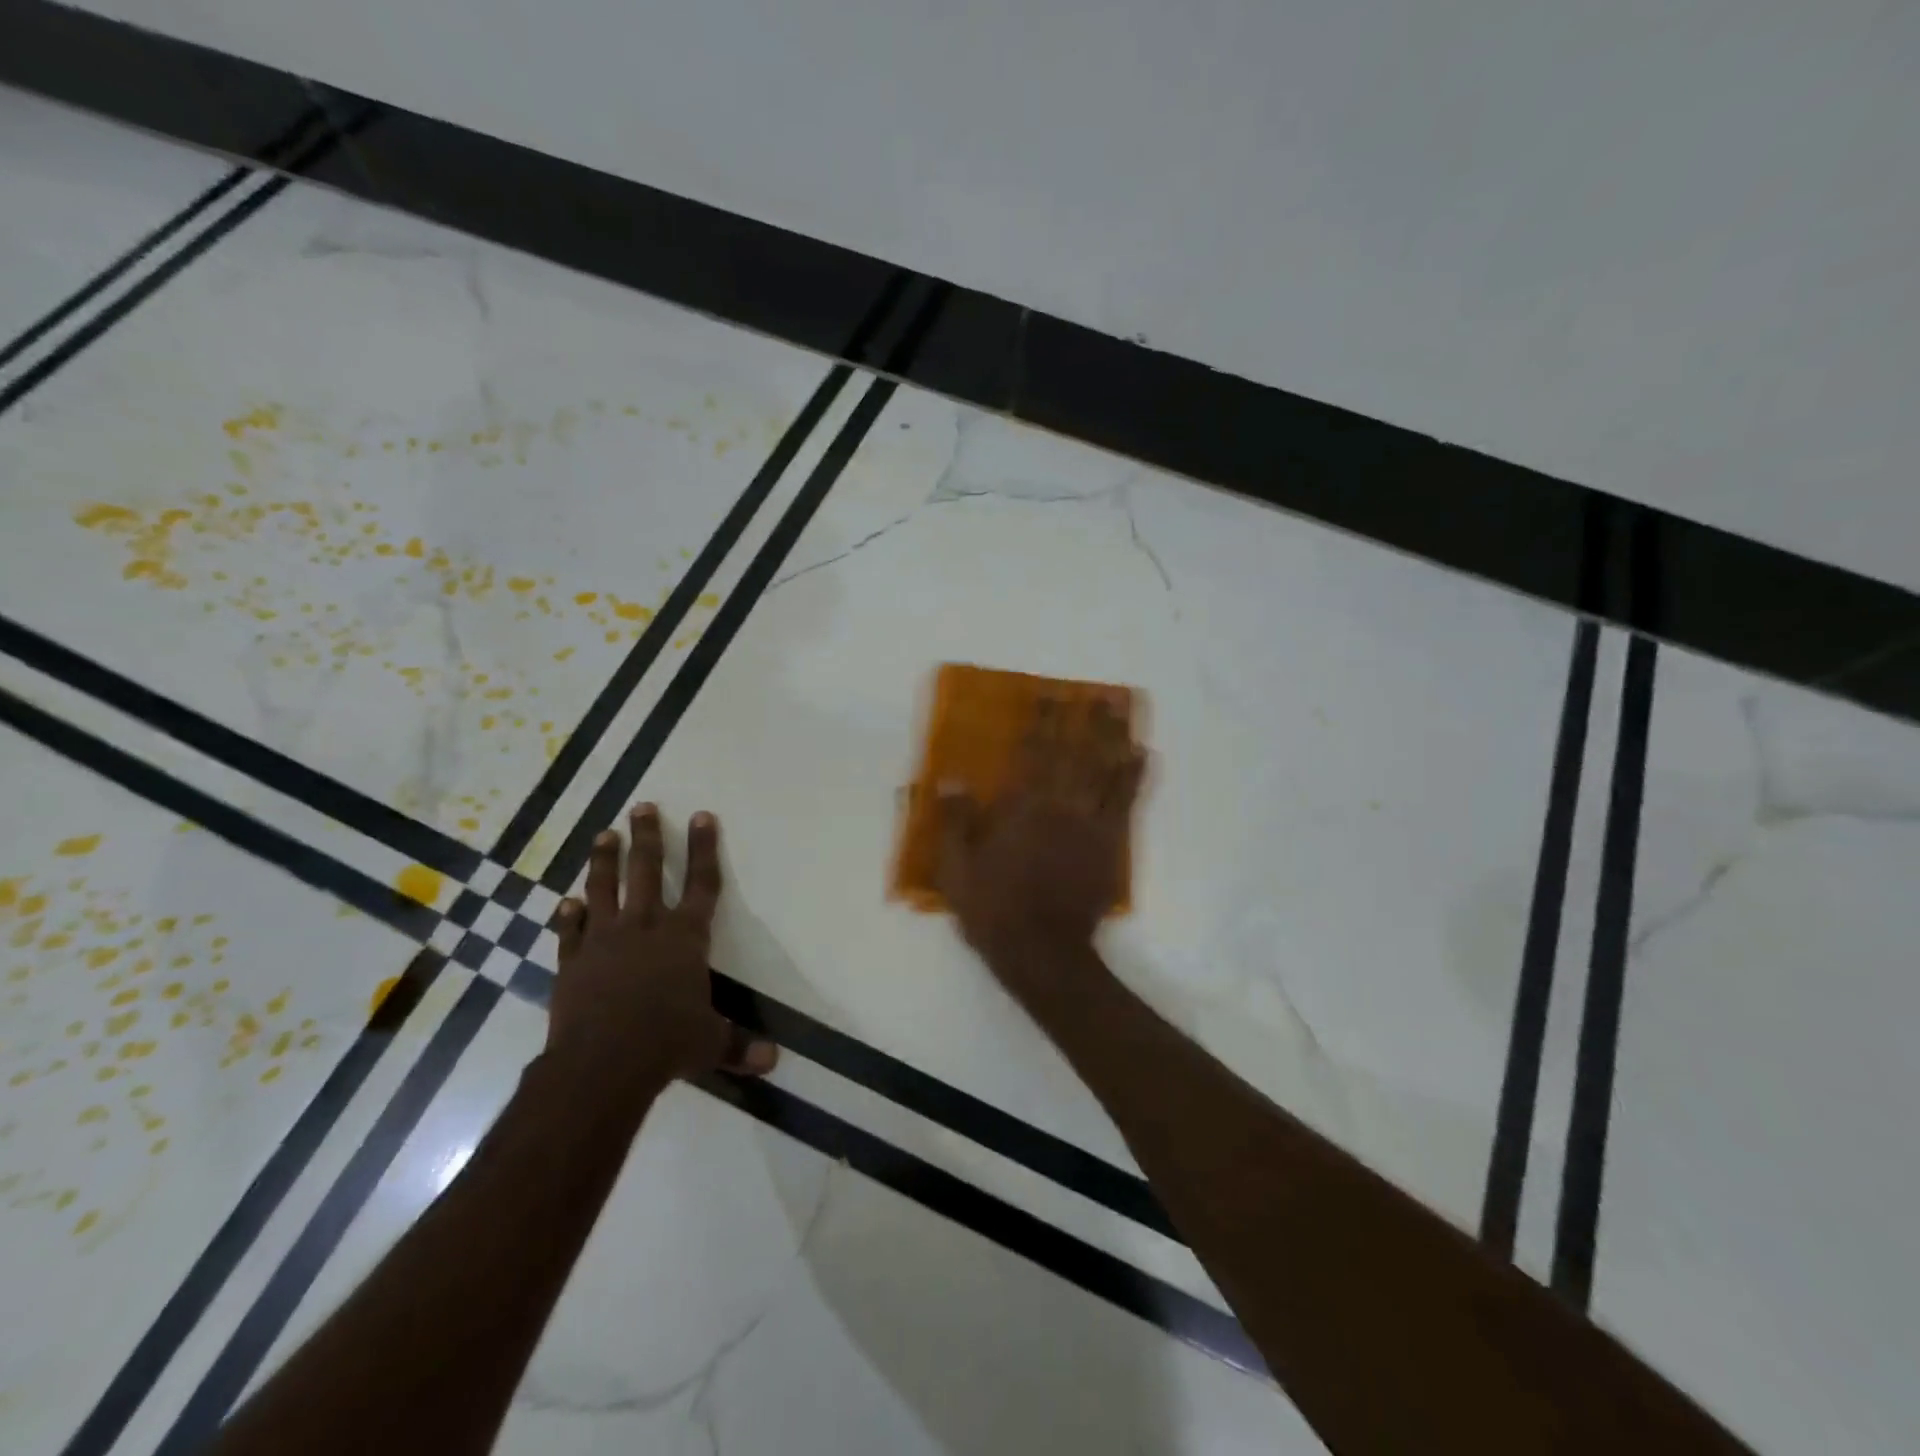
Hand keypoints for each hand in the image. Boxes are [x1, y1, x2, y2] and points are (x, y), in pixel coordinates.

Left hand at [546, 803, 775, 1095]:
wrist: (602, 1064)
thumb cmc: (667, 1044)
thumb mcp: (711, 1044)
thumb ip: (739, 1045)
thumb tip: (773, 1062)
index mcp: (685, 937)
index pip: (703, 884)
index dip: (704, 848)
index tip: (702, 815)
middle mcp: (645, 928)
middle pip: (647, 871)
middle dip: (648, 837)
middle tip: (642, 807)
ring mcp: (604, 942)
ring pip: (604, 889)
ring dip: (604, 861)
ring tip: (604, 835)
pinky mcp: (572, 963)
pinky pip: (570, 932)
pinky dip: (568, 916)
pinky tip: (566, 902)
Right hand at [936, 698, 1147, 1002]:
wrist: (1042, 952)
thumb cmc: (994, 909)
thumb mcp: (956, 868)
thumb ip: (954, 821)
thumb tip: (948, 777)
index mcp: (1022, 808)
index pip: (1032, 753)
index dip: (1041, 721)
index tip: (1048, 694)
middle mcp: (1059, 806)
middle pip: (1075, 753)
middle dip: (1085, 720)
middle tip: (1098, 693)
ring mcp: (1090, 825)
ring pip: (1106, 770)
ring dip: (1114, 736)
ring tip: (1122, 710)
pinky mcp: (1111, 845)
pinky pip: (1127, 803)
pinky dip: (1136, 777)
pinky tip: (1144, 755)